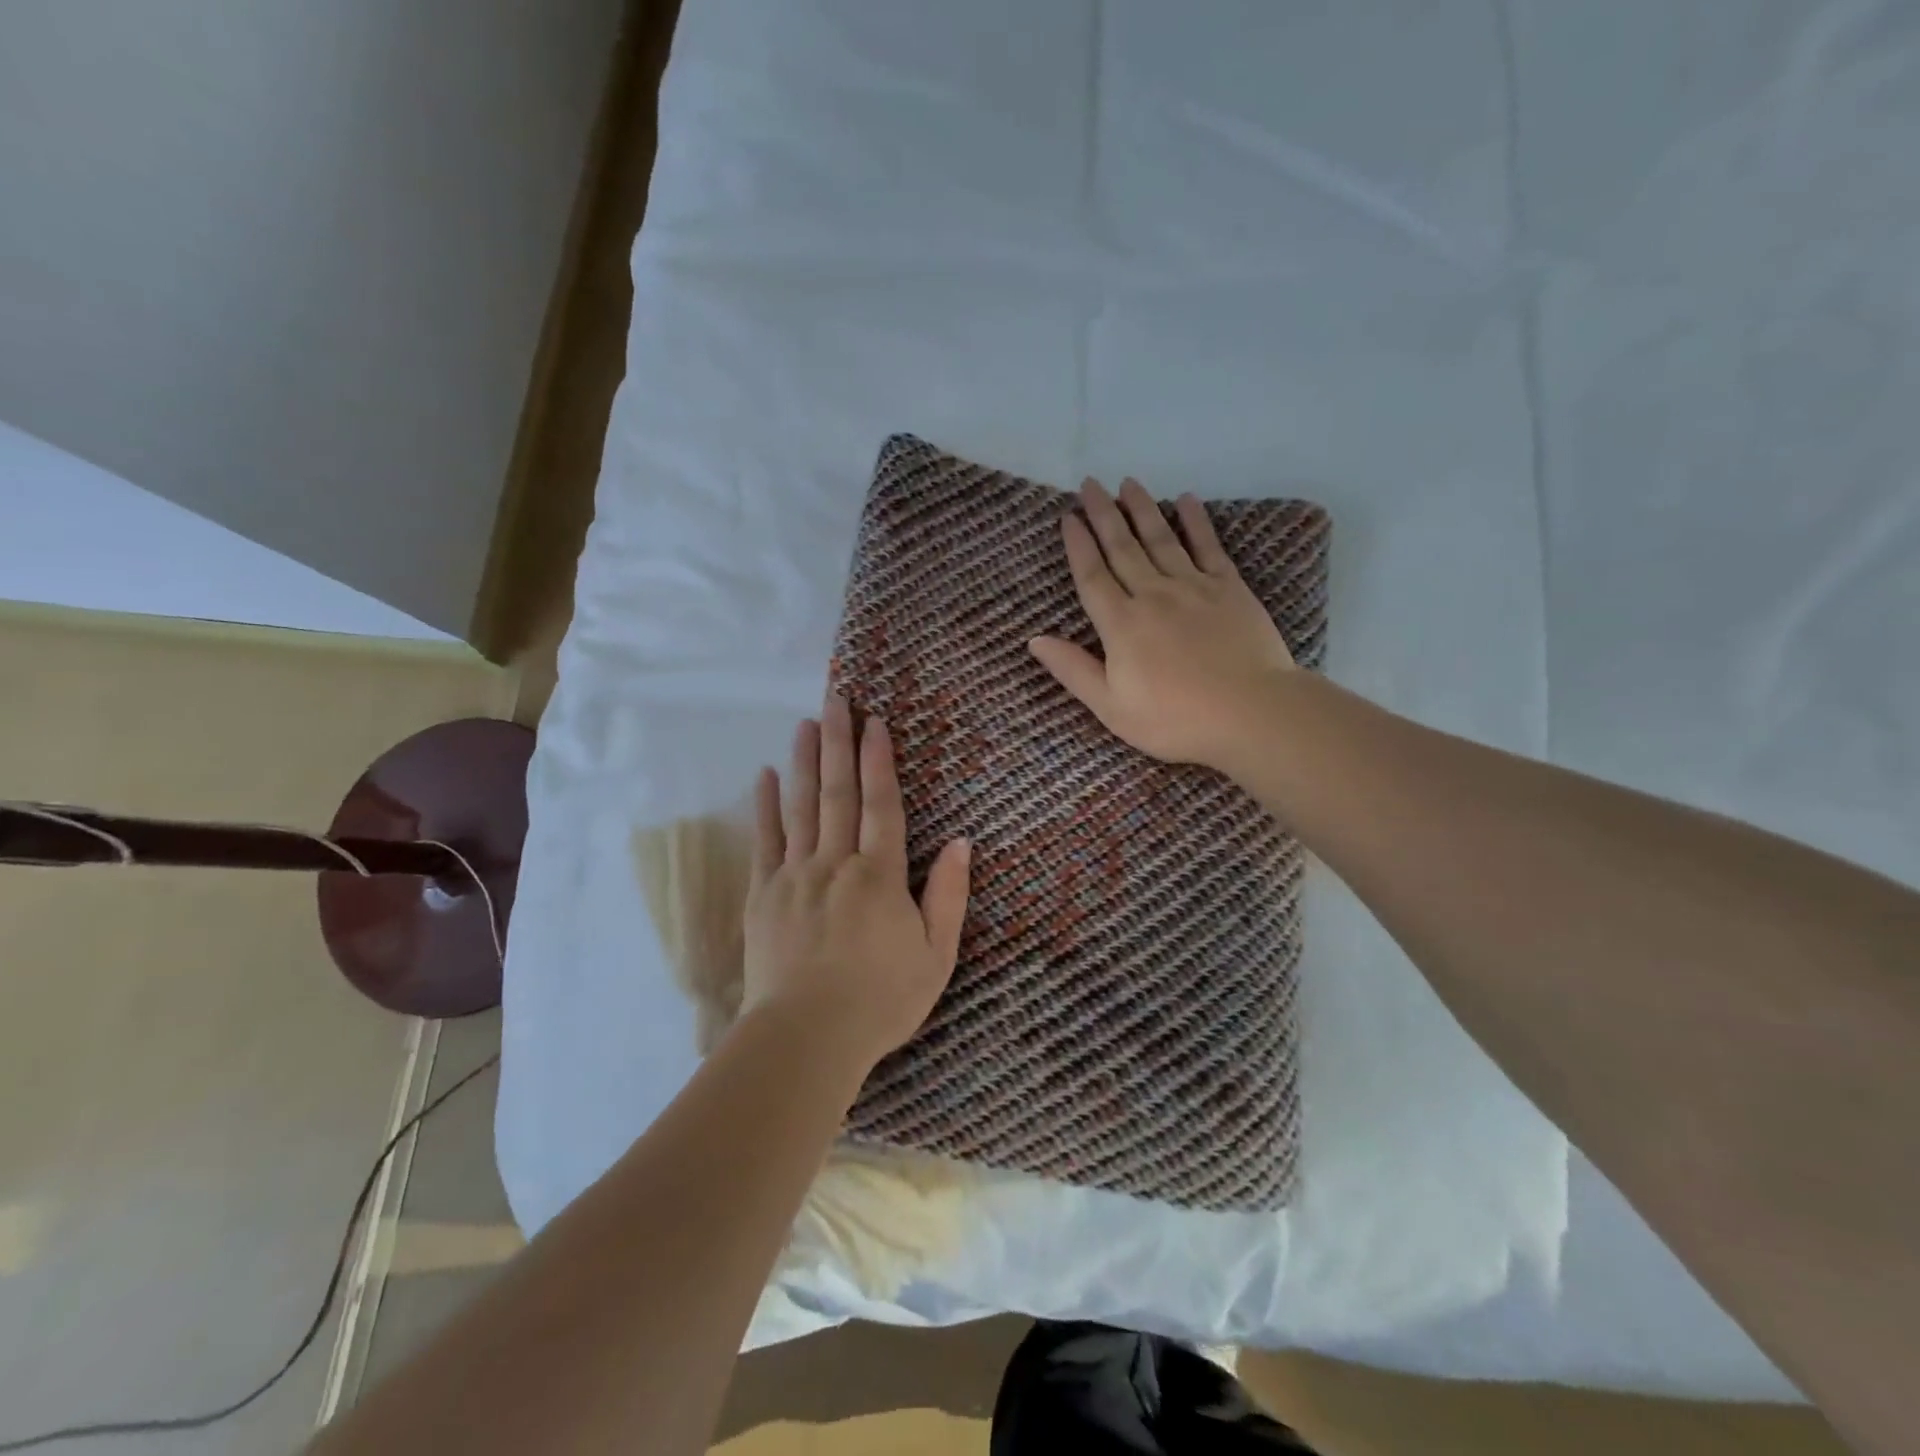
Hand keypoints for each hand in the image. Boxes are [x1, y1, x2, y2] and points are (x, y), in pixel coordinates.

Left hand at [740, 692, 971, 1076]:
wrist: (805, 1040)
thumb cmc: (880, 1001)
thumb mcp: (935, 955)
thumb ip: (948, 895)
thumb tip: (961, 842)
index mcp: (879, 875)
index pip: (882, 804)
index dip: (880, 760)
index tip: (875, 722)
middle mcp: (835, 863)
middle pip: (838, 792)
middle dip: (839, 742)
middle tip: (836, 699)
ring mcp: (794, 876)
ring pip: (801, 806)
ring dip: (805, 761)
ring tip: (806, 723)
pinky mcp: (763, 895)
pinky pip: (764, 840)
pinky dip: (765, 806)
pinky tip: (765, 776)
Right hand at [1028, 477, 1295, 772]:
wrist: (1251, 713)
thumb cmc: (1175, 719)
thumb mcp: (1111, 707)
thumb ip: (1074, 670)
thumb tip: (1035, 640)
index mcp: (1121, 625)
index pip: (1092, 576)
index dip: (1078, 545)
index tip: (1069, 517)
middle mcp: (1152, 595)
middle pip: (1122, 548)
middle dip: (1104, 515)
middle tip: (1090, 484)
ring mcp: (1193, 587)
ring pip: (1161, 539)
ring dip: (1142, 509)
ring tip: (1128, 483)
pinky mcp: (1229, 588)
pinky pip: (1208, 547)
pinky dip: (1196, 522)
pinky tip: (1187, 500)